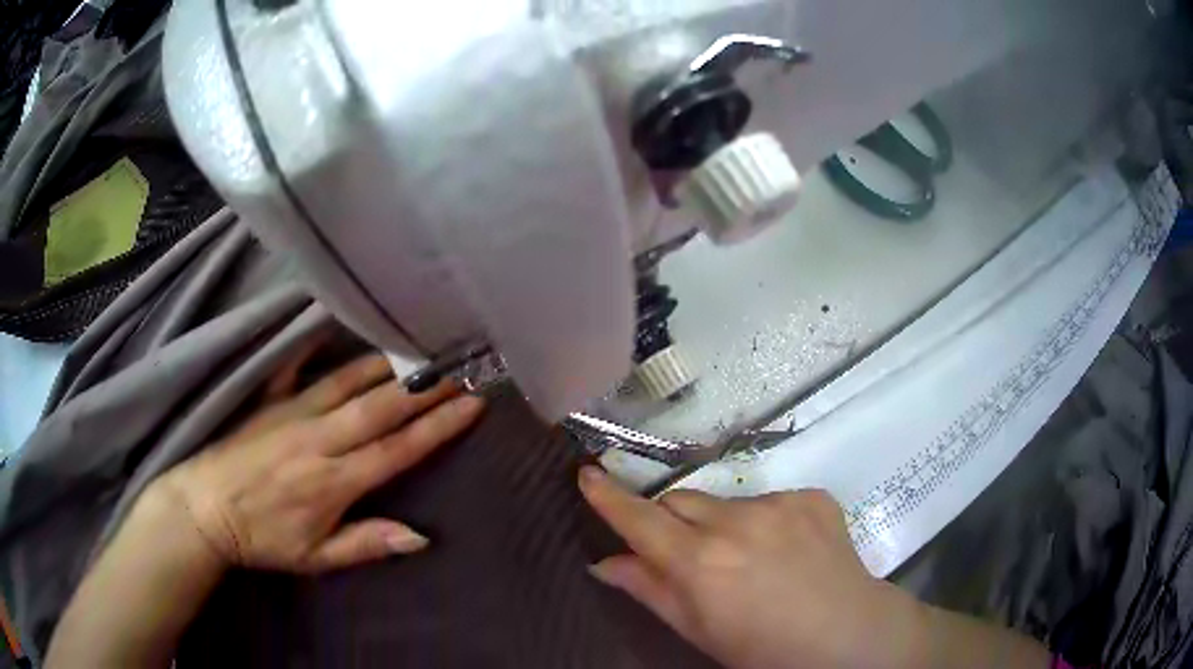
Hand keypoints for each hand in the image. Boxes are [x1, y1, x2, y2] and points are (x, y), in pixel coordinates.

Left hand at [156, 349, 484, 573]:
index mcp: (334, 481)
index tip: (472, 404)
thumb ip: (367, 543)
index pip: (397, 449)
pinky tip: (331, 322)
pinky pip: (295, 365)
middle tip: (459, 366)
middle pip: (380, 407)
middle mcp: (319, 439)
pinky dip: (314, 343)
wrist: (204, 511)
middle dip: (425, 387)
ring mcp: (292, 412)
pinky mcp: (269, 400)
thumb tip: (421, 537)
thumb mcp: (316, 557)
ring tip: (418, 348)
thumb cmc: (263, 539)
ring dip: (386, 365)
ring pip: (348, 381)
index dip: (438, 426)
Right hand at [579, 467, 928, 668]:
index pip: (639, 518)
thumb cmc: (763, 648)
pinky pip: (771, 500)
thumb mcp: (698, 630)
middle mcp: (735, 522)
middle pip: (681, 500)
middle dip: (673, 520)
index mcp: (700, 562)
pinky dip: (766, 521)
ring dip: (724, 524)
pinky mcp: (811, 496)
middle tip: (691, 554)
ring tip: (751, 560)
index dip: (609, 497)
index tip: (588, 474)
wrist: (847, 634)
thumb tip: (605, 563)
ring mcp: (778, 503)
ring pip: (727, 501)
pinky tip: (788, 550)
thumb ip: (649, 590)